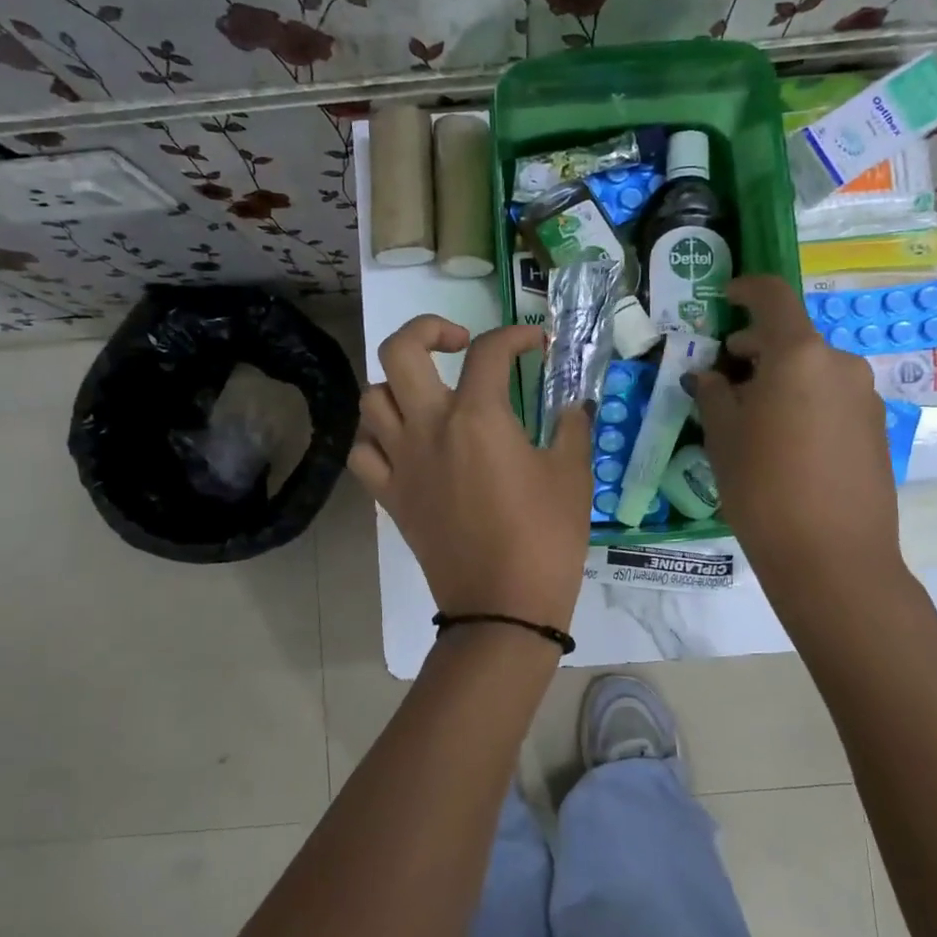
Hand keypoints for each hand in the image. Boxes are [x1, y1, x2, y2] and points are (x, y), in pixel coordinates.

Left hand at [350, 316, 591, 631]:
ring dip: (398, 385)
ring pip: (372, 399)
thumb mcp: (573, 476)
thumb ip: (570, 428)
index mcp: (478, 417)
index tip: (537, 344)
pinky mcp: (390, 496)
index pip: (490, 351)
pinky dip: (377, 438)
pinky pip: (363, 452)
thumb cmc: (545, 538)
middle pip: (400, 351)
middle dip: (427, 329)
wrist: (502, 606)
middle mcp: (429, 427)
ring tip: (429, 396)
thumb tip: (570, 407)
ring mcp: (401, 462)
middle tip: (457, 344)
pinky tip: (404, 444)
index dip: (517, 335)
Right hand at [690, 276, 903, 588]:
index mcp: (799, 354)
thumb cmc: (763, 488)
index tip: (725, 298)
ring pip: (812, 370)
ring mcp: (864, 396)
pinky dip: (802, 401)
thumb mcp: (723, 437)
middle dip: (754, 348)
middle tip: (722, 379)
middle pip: (792, 337)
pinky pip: (830, 397)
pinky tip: (782, 442)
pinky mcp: (875, 428)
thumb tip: (709, 376)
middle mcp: (839, 364)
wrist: (832, 557)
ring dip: (779, 378)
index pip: (773, 297)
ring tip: (749, 418)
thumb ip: (713, 394)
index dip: (747, 289)